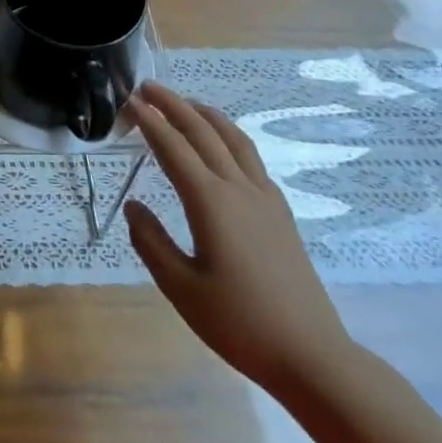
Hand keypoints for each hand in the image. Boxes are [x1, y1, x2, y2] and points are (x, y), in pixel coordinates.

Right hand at [124, 83, 352, 396]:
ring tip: (185, 102)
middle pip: (203, 132)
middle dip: (174, 105)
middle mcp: (239, 189)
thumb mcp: (181, 288)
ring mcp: (265, 199)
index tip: (130, 101)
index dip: (150, 122)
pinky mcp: (280, 212)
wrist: (311, 355)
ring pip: (233, 139)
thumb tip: (134, 206)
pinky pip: (250, 158)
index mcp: (211, 203)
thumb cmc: (239, 323)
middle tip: (148, 87)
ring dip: (206, 114)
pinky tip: (222, 145)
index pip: (174, 149)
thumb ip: (151, 242)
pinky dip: (229, 136)